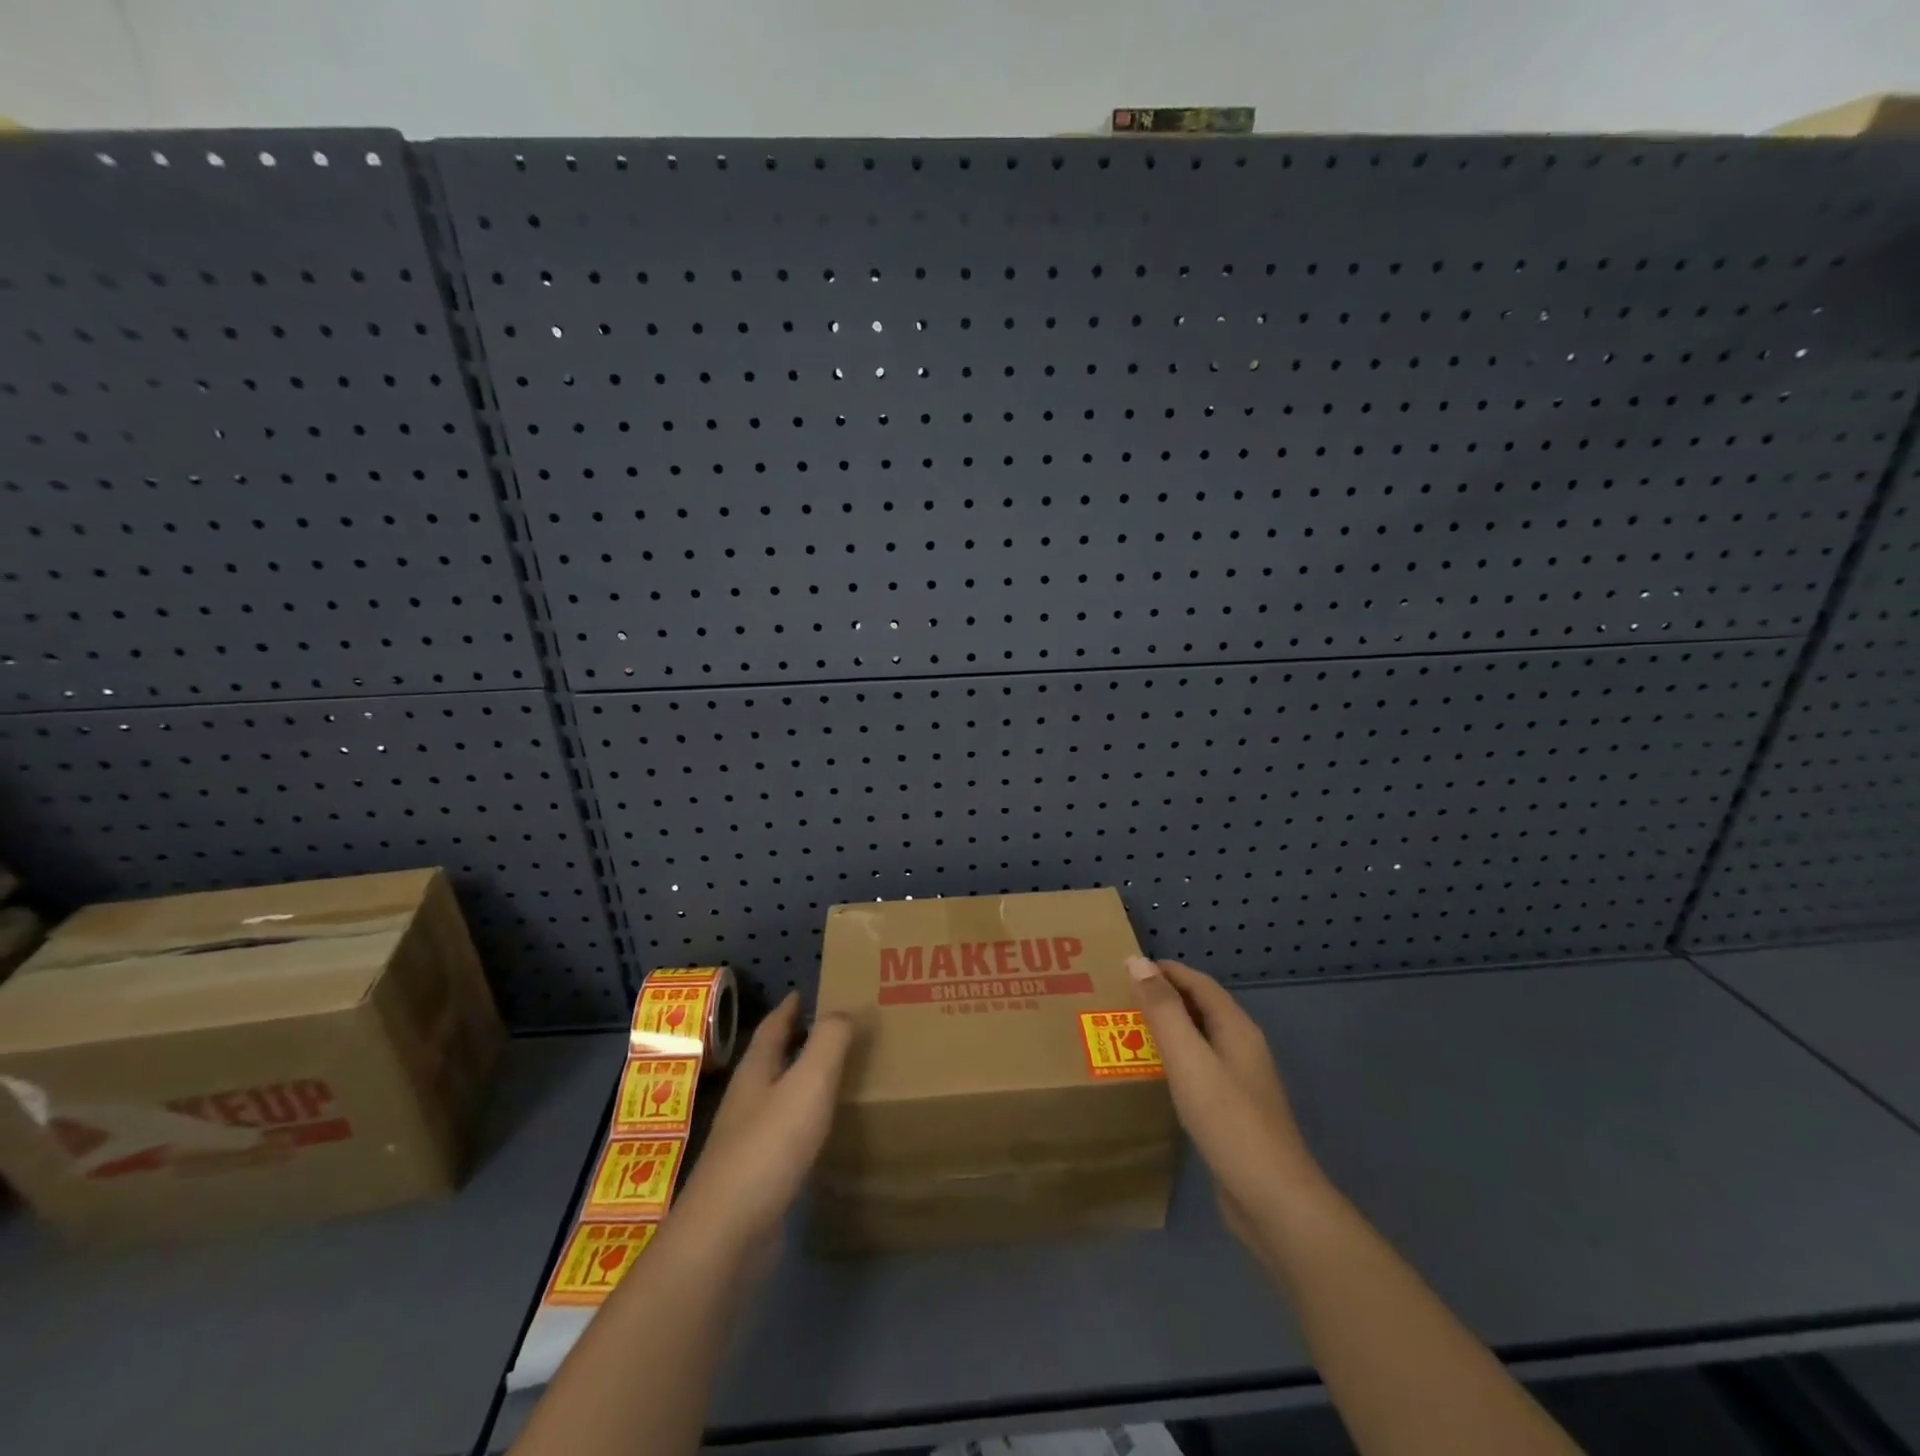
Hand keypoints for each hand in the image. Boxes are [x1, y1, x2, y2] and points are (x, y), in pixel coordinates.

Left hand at [668, 993, 853, 1277]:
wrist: (727, 1235)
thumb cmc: (769, 1147)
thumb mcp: (807, 1083)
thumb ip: (829, 1041)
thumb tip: (845, 1008)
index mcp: (755, 1073)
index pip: (772, 1029)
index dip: (788, 1009)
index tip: (803, 992)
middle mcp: (746, 1102)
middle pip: (771, 1062)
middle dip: (795, 1043)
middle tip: (831, 1031)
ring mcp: (746, 1143)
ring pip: (777, 1099)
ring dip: (800, 1084)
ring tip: (834, 1078)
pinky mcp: (755, 1180)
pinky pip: (784, 1137)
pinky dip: (803, 1124)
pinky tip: (822, 1136)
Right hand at [1127, 957, 1327, 1257]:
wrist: (1274, 1202)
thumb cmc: (1229, 1121)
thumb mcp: (1189, 1059)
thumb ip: (1163, 1009)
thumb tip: (1137, 960)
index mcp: (1236, 1028)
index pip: (1199, 983)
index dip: (1165, 970)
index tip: (1125, 968)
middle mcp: (1241, 1048)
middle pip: (1200, 1008)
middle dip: (1163, 997)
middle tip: (1119, 998)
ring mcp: (1240, 1082)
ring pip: (1198, 1040)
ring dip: (1166, 1029)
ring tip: (1127, 1031)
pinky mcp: (1232, 1112)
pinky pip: (1198, 1070)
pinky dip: (1173, 1061)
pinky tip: (1153, 1076)